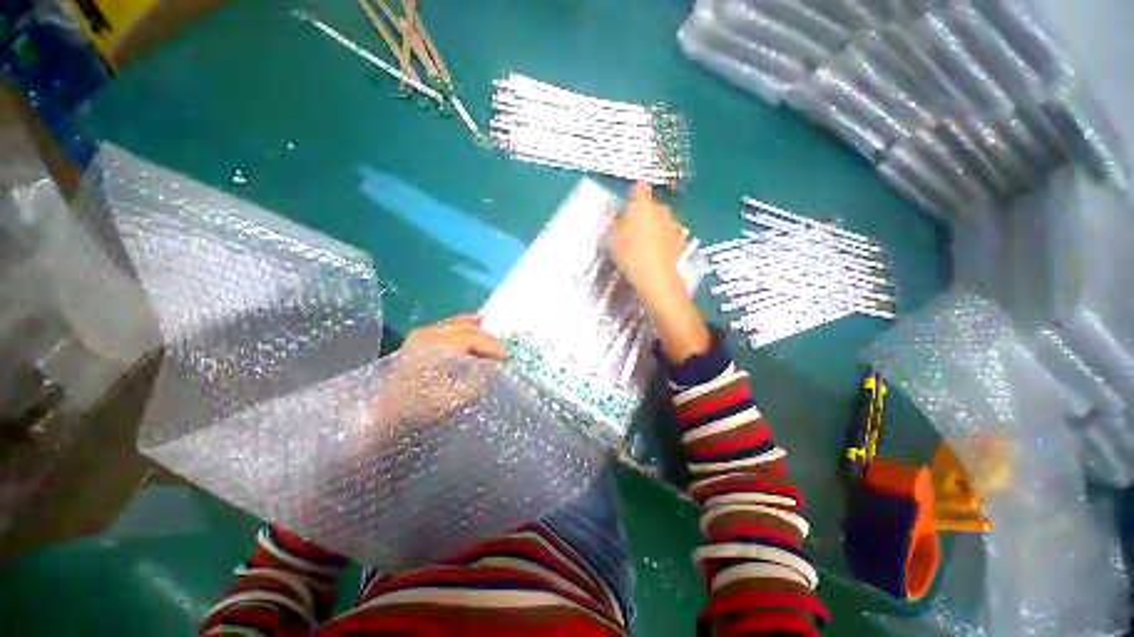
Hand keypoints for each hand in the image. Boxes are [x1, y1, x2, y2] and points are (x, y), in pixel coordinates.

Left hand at [364, 314, 505, 431]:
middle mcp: (427, 333)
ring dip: (477, 331)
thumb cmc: (420, 410)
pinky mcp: (418, 339)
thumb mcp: (455, 399)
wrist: (384, 417)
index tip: (507, 358)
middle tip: (501, 352)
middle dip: (488, 338)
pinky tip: (475, 333)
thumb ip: (479, 380)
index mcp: (435, 346)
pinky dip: (465, 329)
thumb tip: (493, 366)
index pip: (473, 337)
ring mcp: (421, 333)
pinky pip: (448, 326)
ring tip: (492, 343)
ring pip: (457, 322)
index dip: (493, 346)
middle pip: (466, 326)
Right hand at [605, 182, 688, 307]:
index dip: (632, 195)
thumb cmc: (629, 253)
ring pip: (661, 221)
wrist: (655, 277)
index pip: (639, 187)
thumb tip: (618, 219)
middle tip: (630, 229)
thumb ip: (614, 224)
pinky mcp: (681, 241)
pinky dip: (663, 241)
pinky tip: (655, 253)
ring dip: (654, 227)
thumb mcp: (610, 238)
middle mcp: (661, 209)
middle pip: (651, 205)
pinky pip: (669, 236)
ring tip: (643, 244)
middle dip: (642, 214)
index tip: (625, 207)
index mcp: (642, 203)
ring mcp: (673, 225)